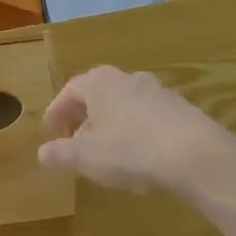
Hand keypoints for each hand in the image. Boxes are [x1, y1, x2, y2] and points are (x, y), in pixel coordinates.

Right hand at [37, 66, 235, 198]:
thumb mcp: (86, 157)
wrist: (194, 153)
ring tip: (107, 149)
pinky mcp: (181, 109)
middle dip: (85, 115)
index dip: (57, 110)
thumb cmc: (129, 149)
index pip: (70, 90)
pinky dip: (137, 130)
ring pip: (125, 103)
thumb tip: (42, 153)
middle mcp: (127, 78)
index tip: (51, 130)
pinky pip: (149, 116)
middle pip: (99, 92)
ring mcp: (158, 91)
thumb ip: (61, 154)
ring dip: (112, 122)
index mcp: (99, 83)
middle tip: (76, 137)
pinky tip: (139, 155)